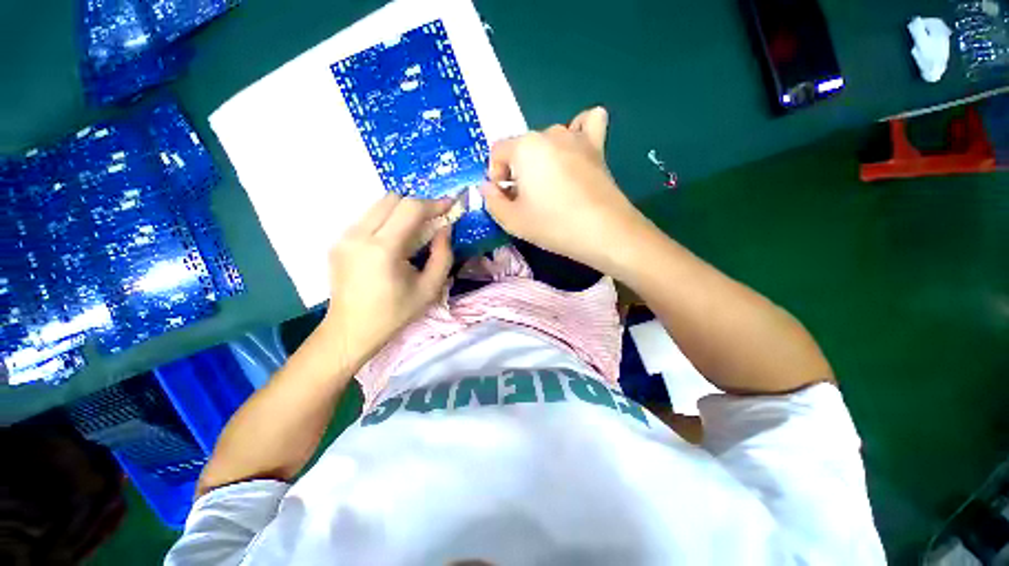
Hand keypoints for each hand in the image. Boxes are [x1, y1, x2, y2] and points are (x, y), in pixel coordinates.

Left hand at [321, 194, 453, 363]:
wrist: (351, 330)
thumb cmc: (394, 313)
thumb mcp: (429, 288)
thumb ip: (443, 255)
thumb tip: (445, 229)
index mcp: (383, 249)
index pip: (411, 209)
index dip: (434, 203)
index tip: (450, 204)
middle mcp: (359, 235)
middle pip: (392, 199)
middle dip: (418, 204)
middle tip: (435, 217)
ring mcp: (345, 237)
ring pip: (378, 205)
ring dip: (402, 211)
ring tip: (417, 229)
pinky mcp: (339, 242)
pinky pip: (368, 218)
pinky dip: (388, 220)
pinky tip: (396, 240)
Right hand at [480, 107, 652, 274]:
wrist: (603, 232)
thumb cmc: (553, 225)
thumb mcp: (512, 221)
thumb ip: (492, 201)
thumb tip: (487, 186)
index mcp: (525, 147)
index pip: (497, 151)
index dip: (495, 175)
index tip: (505, 198)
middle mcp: (549, 133)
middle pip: (522, 147)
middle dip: (518, 171)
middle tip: (527, 200)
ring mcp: (576, 137)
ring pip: (548, 139)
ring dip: (542, 159)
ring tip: (550, 184)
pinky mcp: (597, 147)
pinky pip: (587, 123)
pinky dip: (578, 132)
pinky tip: (575, 151)